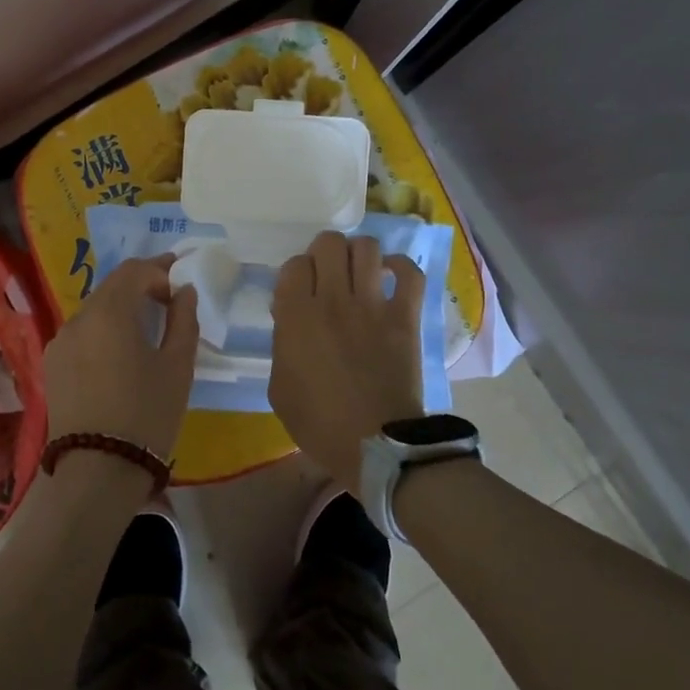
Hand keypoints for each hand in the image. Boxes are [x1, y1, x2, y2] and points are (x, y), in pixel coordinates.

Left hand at [43, 256, 198, 465]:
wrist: (98, 470)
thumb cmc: (147, 414)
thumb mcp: (177, 366)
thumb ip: (184, 320)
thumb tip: (183, 291)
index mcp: (109, 312)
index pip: (134, 270)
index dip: (161, 269)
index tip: (182, 281)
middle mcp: (77, 318)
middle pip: (111, 286)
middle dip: (141, 284)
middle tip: (169, 296)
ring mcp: (60, 342)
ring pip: (94, 309)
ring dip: (121, 307)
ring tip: (147, 324)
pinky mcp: (52, 365)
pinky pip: (82, 332)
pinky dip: (103, 328)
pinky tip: (120, 349)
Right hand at [269, 231, 425, 487]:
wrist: (376, 445)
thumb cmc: (319, 423)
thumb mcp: (279, 387)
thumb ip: (281, 344)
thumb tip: (291, 318)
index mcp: (296, 316)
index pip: (294, 264)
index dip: (297, 273)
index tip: (300, 292)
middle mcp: (333, 300)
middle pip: (328, 243)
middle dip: (325, 252)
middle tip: (328, 274)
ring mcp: (372, 305)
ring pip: (366, 248)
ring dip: (359, 254)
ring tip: (359, 271)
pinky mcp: (405, 317)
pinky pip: (409, 273)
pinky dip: (400, 267)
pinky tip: (391, 275)